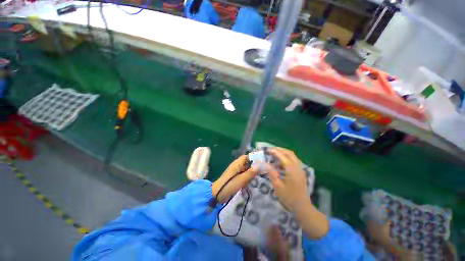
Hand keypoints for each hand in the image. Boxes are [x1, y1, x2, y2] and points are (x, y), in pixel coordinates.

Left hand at [212, 155, 257, 202]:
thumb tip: (260, 165)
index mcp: (237, 163)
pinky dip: (247, 178)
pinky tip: (249, 183)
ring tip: (256, 178)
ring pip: (246, 169)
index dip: (254, 158)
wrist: (218, 194)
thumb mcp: (242, 179)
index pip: (247, 156)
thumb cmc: (230, 185)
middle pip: (247, 163)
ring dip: (250, 174)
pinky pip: (243, 175)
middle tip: (261, 172)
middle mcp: (237, 165)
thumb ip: (251, 172)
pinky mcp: (235, 177)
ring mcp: (236, 171)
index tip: (262, 163)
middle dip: (253, 167)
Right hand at [266, 147, 307, 211]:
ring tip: (275, 153)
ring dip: (284, 153)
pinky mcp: (301, 173)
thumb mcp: (277, 185)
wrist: (302, 207)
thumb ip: (271, 172)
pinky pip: (294, 161)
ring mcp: (300, 169)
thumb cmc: (289, 197)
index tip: (267, 150)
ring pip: (293, 156)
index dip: (274, 152)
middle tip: (271, 149)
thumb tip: (264, 163)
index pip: (282, 156)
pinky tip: (281, 162)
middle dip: (280, 150)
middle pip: (289, 153)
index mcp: (291, 169)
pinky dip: (287, 158)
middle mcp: (297, 167)